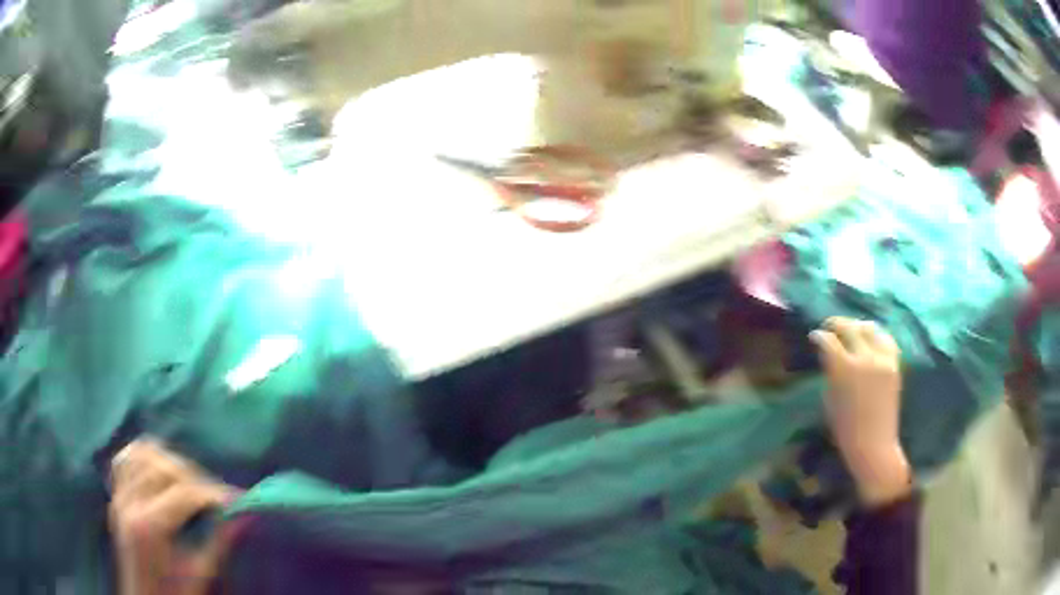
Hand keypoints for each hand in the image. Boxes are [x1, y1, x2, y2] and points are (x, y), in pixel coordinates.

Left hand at [109, 439, 237, 594]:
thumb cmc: (175, 593)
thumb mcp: (200, 573)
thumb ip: (220, 541)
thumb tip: (245, 515)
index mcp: (149, 525)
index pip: (184, 492)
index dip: (213, 493)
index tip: (236, 499)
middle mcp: (129, 503)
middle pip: (162, 466)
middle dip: (193, 475)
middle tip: (214, 494)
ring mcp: (118, 497)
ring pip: (140, 454)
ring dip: (167, 461)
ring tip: (187, 482)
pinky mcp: (115, 497)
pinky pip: (125, 461)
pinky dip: (143, 459)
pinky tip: (159, 474)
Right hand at [810, 317, 911, 506]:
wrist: (874, 445)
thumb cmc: (845, 429)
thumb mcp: (830, 399)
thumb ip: (830, 372)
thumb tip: (829, 355)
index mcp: (843, 368)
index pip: (828, 340)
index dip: (819, 336)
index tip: (814, 337)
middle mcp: (865, 357)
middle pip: (850, 327)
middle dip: (836, 324)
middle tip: (829, 327)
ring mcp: (882, 358)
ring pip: (869, 328)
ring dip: (857, 326)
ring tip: (851, 330)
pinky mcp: (895, 363)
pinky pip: (885, 339)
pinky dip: (876, 335)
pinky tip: (870, 339)